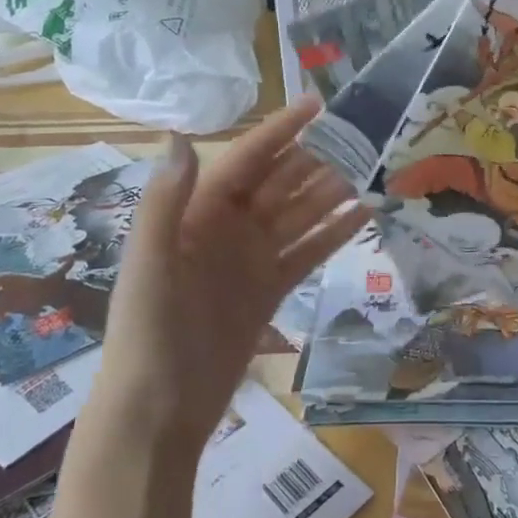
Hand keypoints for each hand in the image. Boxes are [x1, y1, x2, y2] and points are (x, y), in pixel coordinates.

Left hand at [87, 97, 366, 453]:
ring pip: (298, 214)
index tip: (316, 105)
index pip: (246, 160)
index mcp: (198, 213)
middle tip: (359, 139)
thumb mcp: (149, 263)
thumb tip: (183, 136)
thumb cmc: (149, 332)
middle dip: (314, 160)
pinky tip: (363, 216)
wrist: (158, 412)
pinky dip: (334, 234)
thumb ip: (165, 201)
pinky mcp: (270, 290)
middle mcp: (227, 228)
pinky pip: (307, 252)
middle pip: (279, 183)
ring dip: (330, 192)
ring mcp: (251, 260)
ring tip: (368, 171)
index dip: (279, 131)